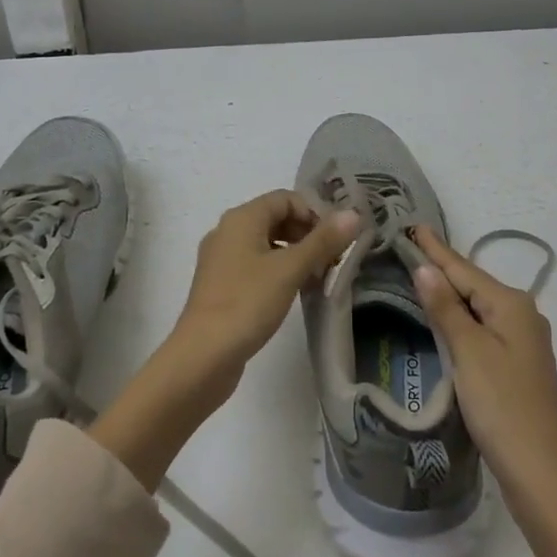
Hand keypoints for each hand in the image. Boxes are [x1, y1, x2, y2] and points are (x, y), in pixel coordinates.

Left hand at [173, 190, 360, 379]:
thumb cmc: (247, 303)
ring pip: (267, 244)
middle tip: (332, 260)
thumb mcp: (290, 270)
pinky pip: (256, 266)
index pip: (286, 198)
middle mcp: (228, 231)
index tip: (336, 240)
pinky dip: (278, 272)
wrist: (202, 357)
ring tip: (318, 278)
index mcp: (241, 218)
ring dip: (295, 255)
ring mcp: (221, 260)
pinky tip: (294, 293)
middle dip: (307, 235)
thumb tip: (353, 214)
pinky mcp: (221, 286)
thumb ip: (323, 241)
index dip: (314, 213)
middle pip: (276, 219)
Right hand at [412, 226, 556, 496]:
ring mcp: (523, 341)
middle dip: (442, 267)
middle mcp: (522, 315)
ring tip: (420, 274)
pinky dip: (461, 317)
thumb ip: (446, 308)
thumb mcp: (469, 352)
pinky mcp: (517, 365)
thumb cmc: (502, 406)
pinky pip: (483, 328)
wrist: (541, 473)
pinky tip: (446, 317)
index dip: (435, 249)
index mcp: (512, 304)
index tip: (412, 224)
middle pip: (473, 284)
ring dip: (450, 292)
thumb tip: (426, 268)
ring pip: (478, 307)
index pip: (464, 268)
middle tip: (409, 247)